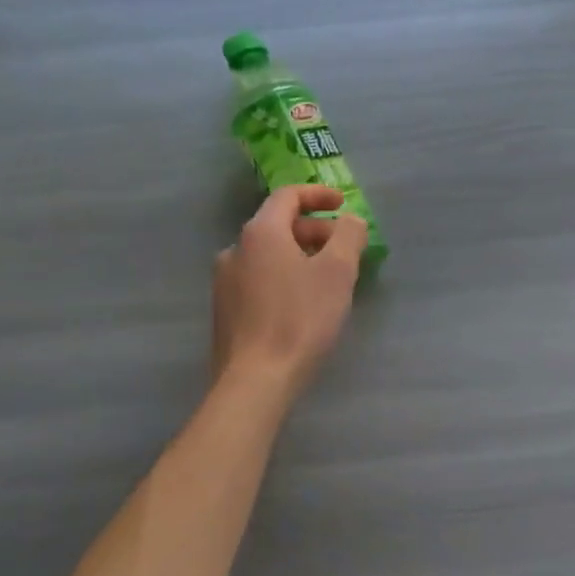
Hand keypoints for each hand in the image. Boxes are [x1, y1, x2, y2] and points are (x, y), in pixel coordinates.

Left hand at [213, 185, 367, 400]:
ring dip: (301, 255)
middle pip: (278, 225)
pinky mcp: (225, 311)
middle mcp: (235, 250)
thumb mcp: (338, 272)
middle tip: (345, 249)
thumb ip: (349, 236)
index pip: (288, 196)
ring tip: (328, 278)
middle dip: (315, 231)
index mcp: (260, 233)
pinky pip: (259, 279)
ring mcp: (225, 282)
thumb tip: (350, 221)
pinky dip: (284, 277)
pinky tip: (303, 304)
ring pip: (269, 255)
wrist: (256, 380)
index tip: (343, 204)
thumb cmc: (300, 319)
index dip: (318, 195)